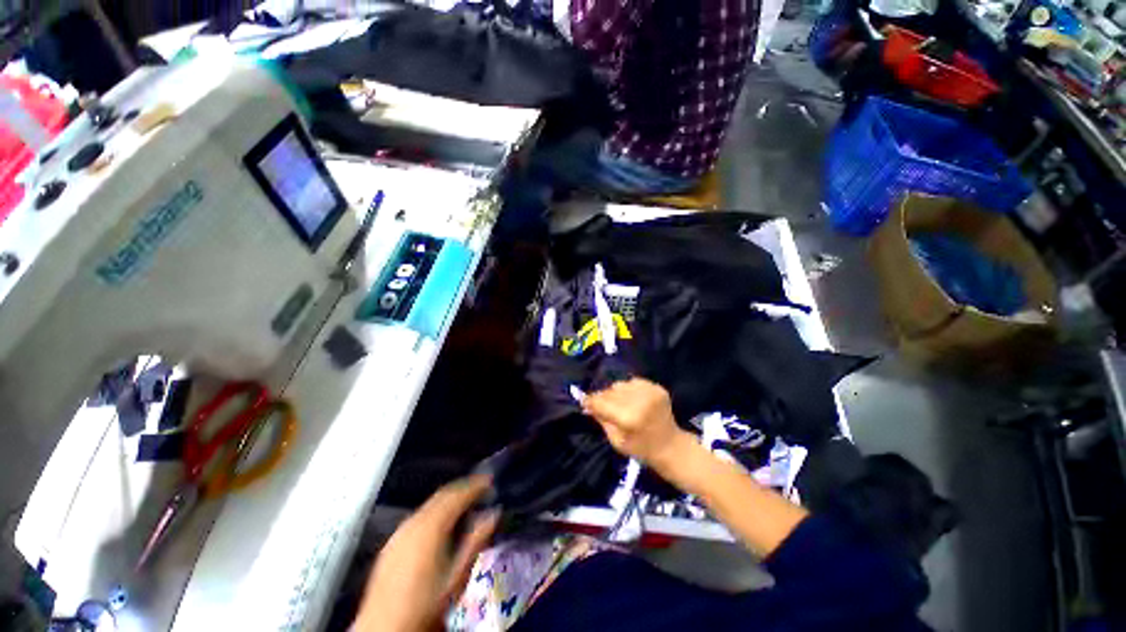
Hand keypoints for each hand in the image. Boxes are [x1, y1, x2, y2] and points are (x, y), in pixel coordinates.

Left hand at [353, 475, 498, 631]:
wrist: (386, 631)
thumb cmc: (427, 604)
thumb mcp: (458, 575)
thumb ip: (477, 540)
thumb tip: (494, 514)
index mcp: (431, 526)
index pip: (457, 493)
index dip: (476, 485)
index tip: (490, 481)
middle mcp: (413, 523)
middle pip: (442, 494)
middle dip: (463, 489)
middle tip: (481, 489)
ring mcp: (399, 533)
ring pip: (429, 504)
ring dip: (449, 500)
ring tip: (466, 504)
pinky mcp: (391, 544)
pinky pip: (418, 517)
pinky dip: (435, 512)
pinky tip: (442, 524)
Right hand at [582, 378, 693, 474]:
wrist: (671, 446)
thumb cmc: (641, 449)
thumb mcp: (616, 441)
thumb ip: (601, 420)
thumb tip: (587, 405)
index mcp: (628, 418)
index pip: (601, 402)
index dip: (590, 401)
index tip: (583, 401)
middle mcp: (638, 400)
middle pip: (609, 391)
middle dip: (602, 398)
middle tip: (600, 405)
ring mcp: (649, 391)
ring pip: (620, 384)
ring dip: (615, 393)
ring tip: (618, 403)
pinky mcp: (656, 387)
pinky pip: (633, 382)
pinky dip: (628, 389)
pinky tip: (631, 399)